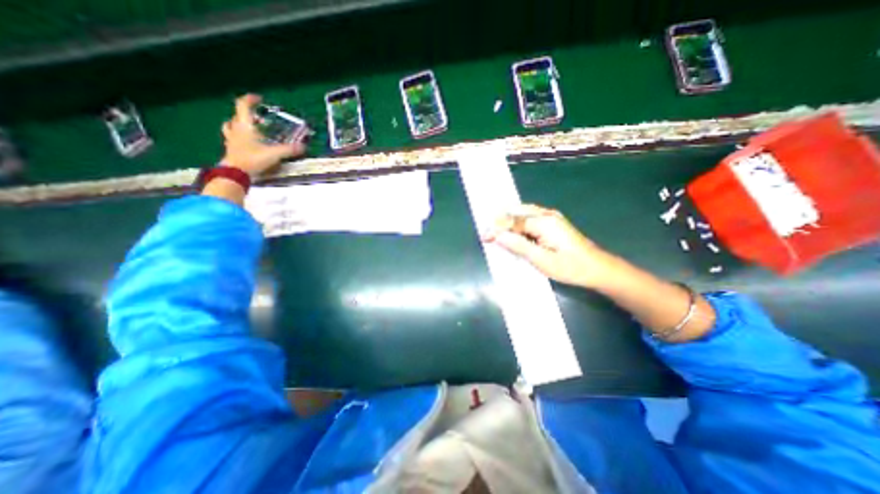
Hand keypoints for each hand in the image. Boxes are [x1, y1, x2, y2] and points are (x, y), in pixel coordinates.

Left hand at [220, 93, 305, 174]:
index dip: (250, 99)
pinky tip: (246, 143)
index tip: (259, 99)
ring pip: (231, 126)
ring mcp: (231, 139)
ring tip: (249, 128)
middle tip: (259, 118)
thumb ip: (289, 150)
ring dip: (239, 124)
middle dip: (248, 114)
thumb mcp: (274, 154)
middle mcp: (236, 129)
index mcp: (245, 126)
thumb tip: (303, 147)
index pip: (243, 106)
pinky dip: (239, 137)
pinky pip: (233, 138)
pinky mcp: (231, 149)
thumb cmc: (253, 158)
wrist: (235, 173)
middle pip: (237, 116)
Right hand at [484, 202, 613, 289]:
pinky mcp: (553, 223)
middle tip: (487, 232)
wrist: (598, 269)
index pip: (513, 222)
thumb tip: (498, 236)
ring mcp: (551, 217)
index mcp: (543, 222)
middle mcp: (546, 215)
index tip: (483, 237)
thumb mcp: (542, 260)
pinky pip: (530, 218)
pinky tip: (513, 231)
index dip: (496, 229)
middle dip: (500, 221)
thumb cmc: (570, 267)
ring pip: (523, 213)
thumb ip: (518, 246)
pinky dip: (518, 224)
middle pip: (517, 212)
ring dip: (508, 221)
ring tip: (495, 230)